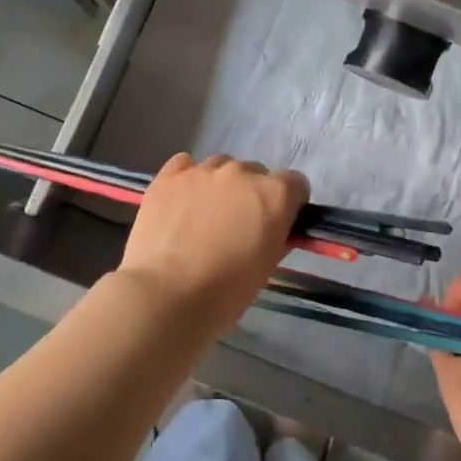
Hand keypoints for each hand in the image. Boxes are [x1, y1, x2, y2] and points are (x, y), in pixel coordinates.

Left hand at [112, 153, 310, 333]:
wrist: (165, 295)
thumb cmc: (225, 292)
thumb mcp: (266, 268)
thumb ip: (277, 237)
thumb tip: (276, 228)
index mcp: (274, 195)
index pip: (295, 184)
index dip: (289, 203)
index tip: (278, 223)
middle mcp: (242, 173)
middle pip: (256, 173)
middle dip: (252, 194)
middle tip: (237, 225)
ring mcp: (203, 171)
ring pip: (221, 166)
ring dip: (220, 185)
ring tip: (204, 215)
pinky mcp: (169, 176)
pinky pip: (185, 165)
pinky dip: (188, 179)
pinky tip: (181, 203)